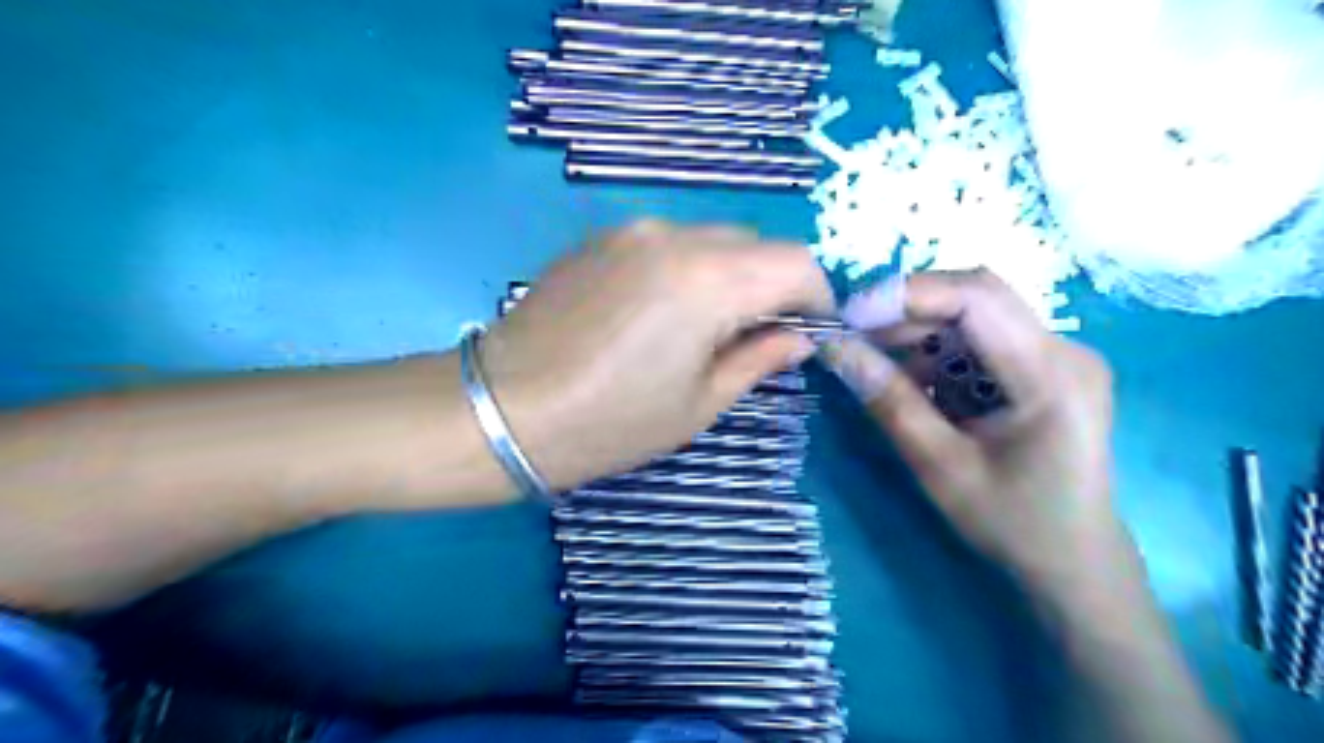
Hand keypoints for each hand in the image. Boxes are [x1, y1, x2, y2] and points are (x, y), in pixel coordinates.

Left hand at [478, 220, 824, 491]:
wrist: (502, 409)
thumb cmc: (608, 423)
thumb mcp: (698, 404)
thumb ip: (759, 360)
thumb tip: (798, 339)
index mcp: (708, 280)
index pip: (797, 263)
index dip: (816, 297)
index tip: (808, 333)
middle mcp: (674, 236)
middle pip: (755, 244)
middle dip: (772, 286)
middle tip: (756, 336)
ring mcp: (631, 230)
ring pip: (712, 239)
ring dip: (729, 276)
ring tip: (704, 328)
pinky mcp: (600, 238)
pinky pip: (667, 243)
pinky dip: (687, 269)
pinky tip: (657, 313)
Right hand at [823, 271, 1113, 594]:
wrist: (1074, 561)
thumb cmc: (1012, 522)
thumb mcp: (940, 466)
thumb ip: (890, 401)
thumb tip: (836, 348)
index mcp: (1052, 374)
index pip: (978, 298)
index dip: (909, 295)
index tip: (851, 316)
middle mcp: (1064, 350)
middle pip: (977, 296)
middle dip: (908, 310)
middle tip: (854, 336)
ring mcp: (1058, 356)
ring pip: (975, 314)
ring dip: (919, 331)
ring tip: (876, 362)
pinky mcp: (1044, 368)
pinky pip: (981, 339)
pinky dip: (938, 352)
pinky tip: (915, 381)